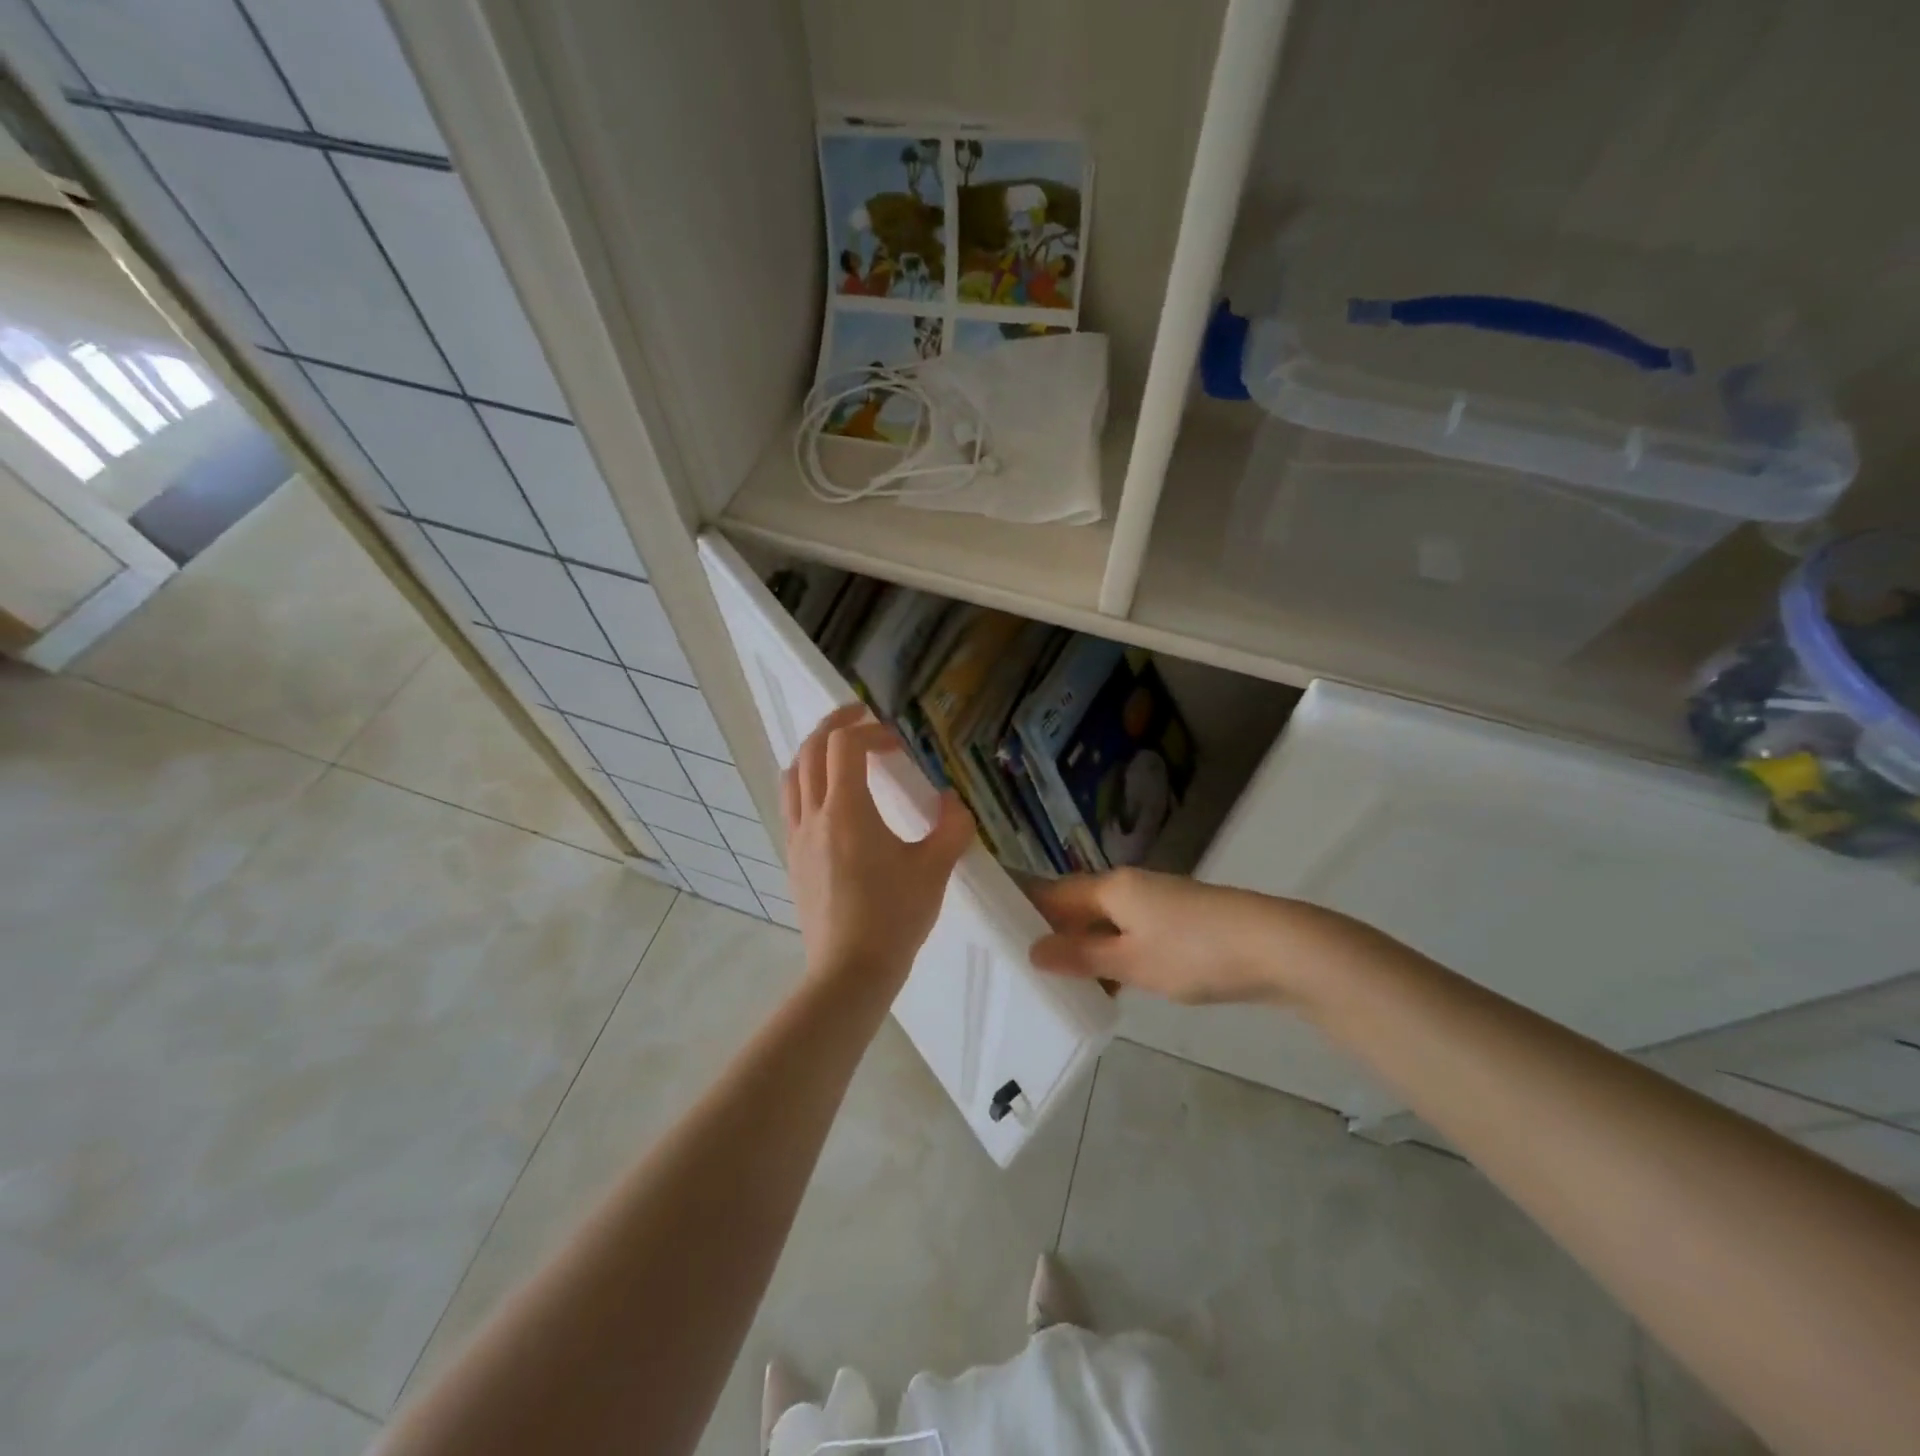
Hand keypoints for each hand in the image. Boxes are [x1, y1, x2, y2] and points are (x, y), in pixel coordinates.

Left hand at [782, 704, 974, 994]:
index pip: (845, 746)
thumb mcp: (934, 870)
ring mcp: (797, 838)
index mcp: (847, 811)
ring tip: (838, 749)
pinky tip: (828, 798)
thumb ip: (951, 827)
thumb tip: (953, 800)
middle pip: (811, 750)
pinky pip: (791, 804)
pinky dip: (806, 782)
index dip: (871, 731)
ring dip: (814, 751)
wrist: (849, 972)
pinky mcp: (792, 859)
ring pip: (793, 776)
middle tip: (860, 716)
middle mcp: (814, 816)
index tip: (898, 742)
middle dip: (835, 725)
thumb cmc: (894, 918)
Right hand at [1029, 868, 1357, 1006]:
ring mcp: (1158, 904)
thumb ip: (1082, 956)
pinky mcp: (1180, 923)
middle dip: (1052, 932)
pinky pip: (1131, 934)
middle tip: (1019, 962)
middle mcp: (1131, 887)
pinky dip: (1114, 955)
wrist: (1277, 948)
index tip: (993, 926)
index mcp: (1112, 888)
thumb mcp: (1131, 962)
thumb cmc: (1195, 952)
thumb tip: (1034, 949)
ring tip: (1057, 981)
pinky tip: (1108, 986)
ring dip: (1085, 948)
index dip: (1024, 906)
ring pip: (1107, 923)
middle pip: (1079, 906)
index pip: (1054, 892)